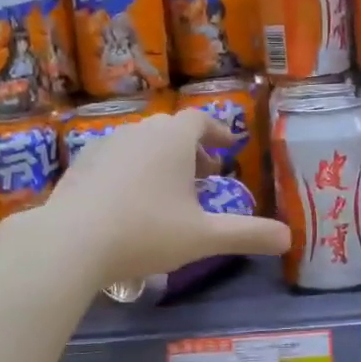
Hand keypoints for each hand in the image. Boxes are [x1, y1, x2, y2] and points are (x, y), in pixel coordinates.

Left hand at [45, 109, 290, 287]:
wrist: (71, 241)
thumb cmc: (147, 231)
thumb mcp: (205, 237)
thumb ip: (248, 235)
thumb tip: (289, 239)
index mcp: (173, 139)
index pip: (201, 120)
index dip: (218, 132)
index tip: (228, 147)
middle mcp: (140, 132)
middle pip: (171, 132)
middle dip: (192, 151)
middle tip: (205, 177)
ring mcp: (105, 145)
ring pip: (142, 145)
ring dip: (161, 162)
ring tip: (169, 193)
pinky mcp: (81, 165)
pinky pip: (116, 159)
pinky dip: (132, 172)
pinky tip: (130, 203)